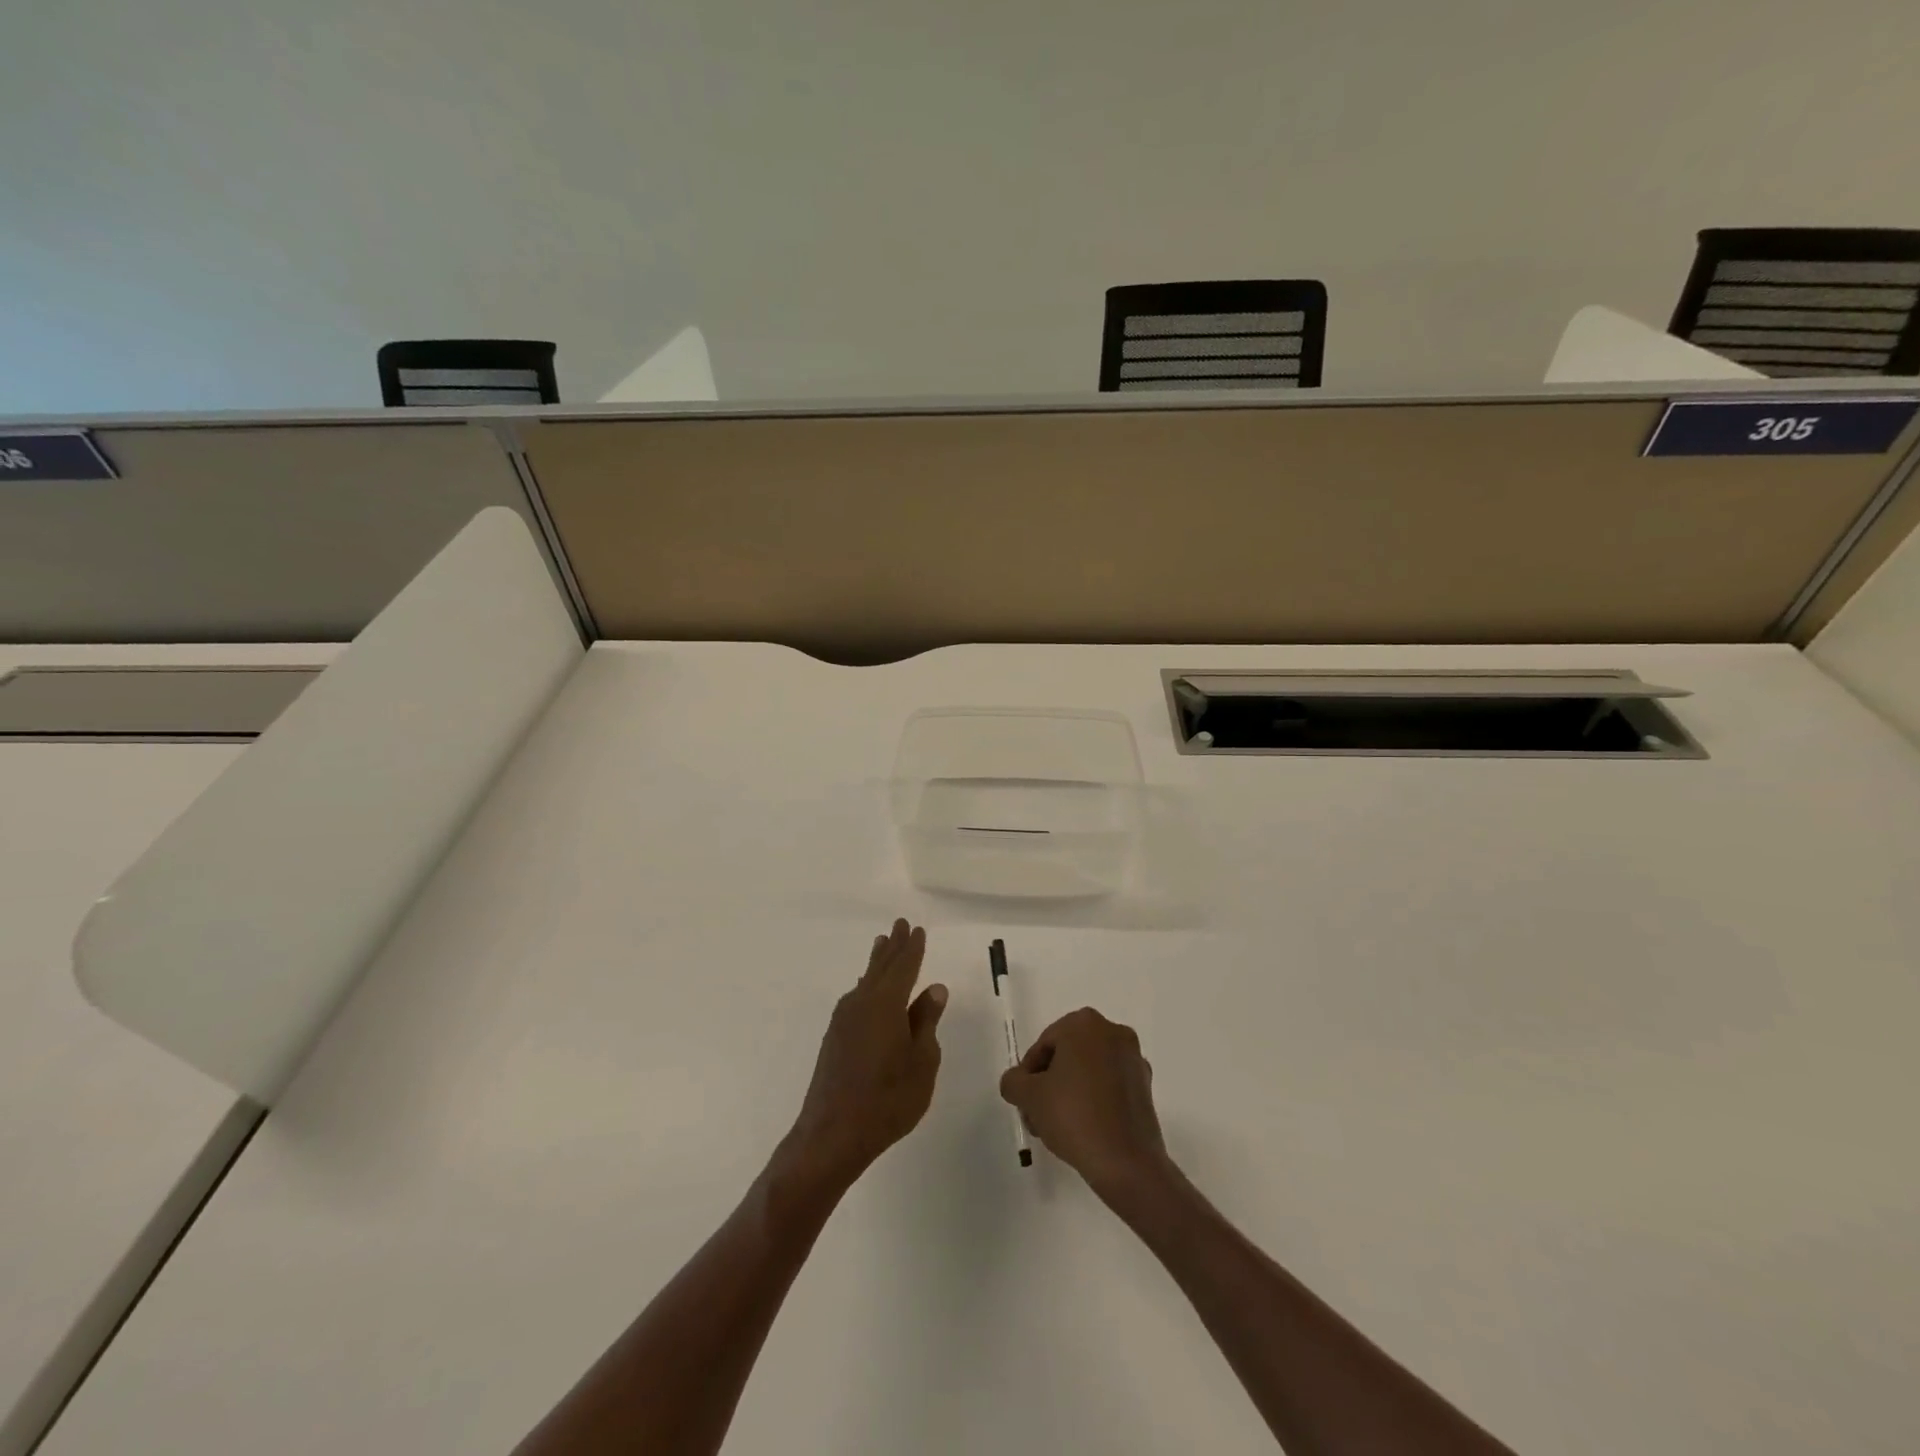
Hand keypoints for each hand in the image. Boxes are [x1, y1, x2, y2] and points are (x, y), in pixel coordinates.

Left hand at [785, 920, 946, 1192]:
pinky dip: (866, 985)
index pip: (904, 967)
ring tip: (882, 946)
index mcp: (886, 1004)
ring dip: (877, 962)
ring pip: (865, 981)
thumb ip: (926, 1023)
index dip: (913, 948)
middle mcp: (862, 1003)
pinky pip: (856, 997)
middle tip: (899, 925)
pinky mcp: (834, 1038)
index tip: (917, 929)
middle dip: (892, 946)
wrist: (832, 1133)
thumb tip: (934, 989)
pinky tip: (866, 989)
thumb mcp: (922, 1062)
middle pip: (880, 967)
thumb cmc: (888, 1099)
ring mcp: (844, 1020)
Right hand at [999, 1007, 1169, 1199]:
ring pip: (1089, 1071)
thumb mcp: (1029, 1096)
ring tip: (1056, 1128)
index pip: (1044, 1044)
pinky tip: (1082, 1130)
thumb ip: (1014, 1081)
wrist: (1126, 1162)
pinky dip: (1094, 1100)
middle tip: (1037, 1114)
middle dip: (1049, 1083)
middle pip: (1068, 1056)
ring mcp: (1133, 1059)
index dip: (1029, 1073)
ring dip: (1069, 1092)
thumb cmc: (1074, 1116)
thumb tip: (1018, 1082)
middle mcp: (1113, 1032)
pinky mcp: (1145, 1087)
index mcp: (1085, 1024)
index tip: (1025, 1100)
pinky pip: (1109, 1086)